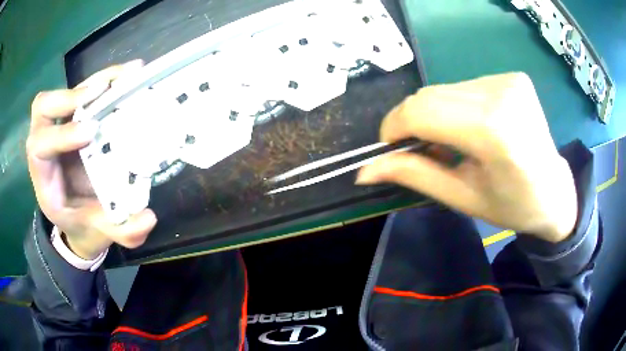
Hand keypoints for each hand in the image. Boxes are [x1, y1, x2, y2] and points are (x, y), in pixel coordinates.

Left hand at [27, 61, 157, 259]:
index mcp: (45, 180)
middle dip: (67, 97)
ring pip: (64, 93)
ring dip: (92, 82)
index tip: (91, 133)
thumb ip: (121, 232)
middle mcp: (47, 147)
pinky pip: (84, 94)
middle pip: (42, 109)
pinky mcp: (75, 121)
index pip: (39, 147)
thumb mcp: (100, 234)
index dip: (60, 135)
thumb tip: (147, 218)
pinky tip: (127, 76)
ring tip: (124, 75)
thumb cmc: (84, 226)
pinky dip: (104, 81)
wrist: (79, 220)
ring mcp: (59, 130)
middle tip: (99, 95)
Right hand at [357, 73, 576, 242]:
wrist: (554, 191)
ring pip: (445, 89)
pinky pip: (465, 86)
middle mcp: (501, 94)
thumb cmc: (512, 205)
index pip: (423, 111)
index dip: (395, 126)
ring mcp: (508, 80)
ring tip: (451, 141)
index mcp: (494, 132)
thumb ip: (414, 175)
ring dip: (436, 114)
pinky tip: (471, 126)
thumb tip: (364, 171)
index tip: (390, 147)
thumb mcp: (462, 197)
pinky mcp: (512, 77)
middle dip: (413, 122)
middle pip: (431, 95)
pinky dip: (456, 106)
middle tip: (420, 149)